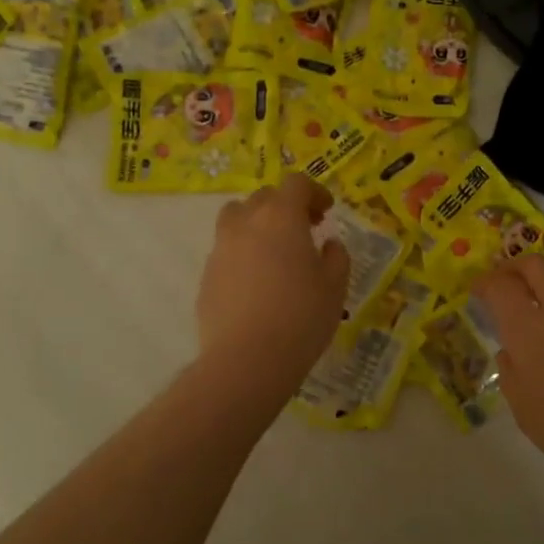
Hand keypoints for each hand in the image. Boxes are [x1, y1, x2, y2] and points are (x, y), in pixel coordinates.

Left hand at [198, 173, 350, 390]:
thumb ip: (336, 257)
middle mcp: (246, 223)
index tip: (326, 213)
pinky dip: (243, 255)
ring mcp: (220, 249)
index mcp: (281, 217)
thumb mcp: (335, 286)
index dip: (314, 192)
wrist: (246, 359)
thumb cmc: (301, 316)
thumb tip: (328, 245)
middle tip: (305, 231)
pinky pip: (226, 252)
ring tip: (275, 252)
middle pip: (264, 197)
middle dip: (286, 206)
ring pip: (237, 219)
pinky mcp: (206, 276)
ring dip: (257, 225)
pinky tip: (258, 285)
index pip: (295, 183)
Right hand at [474, 256, 543, 495]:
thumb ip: (511, 372)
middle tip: (504, 282)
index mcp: (530, 330)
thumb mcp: (524, 408)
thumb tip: (511, 352)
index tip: (478, 291)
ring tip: (538, 290)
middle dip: (513, 267)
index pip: (501, 287)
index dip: (485, 284)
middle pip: (536, 265)